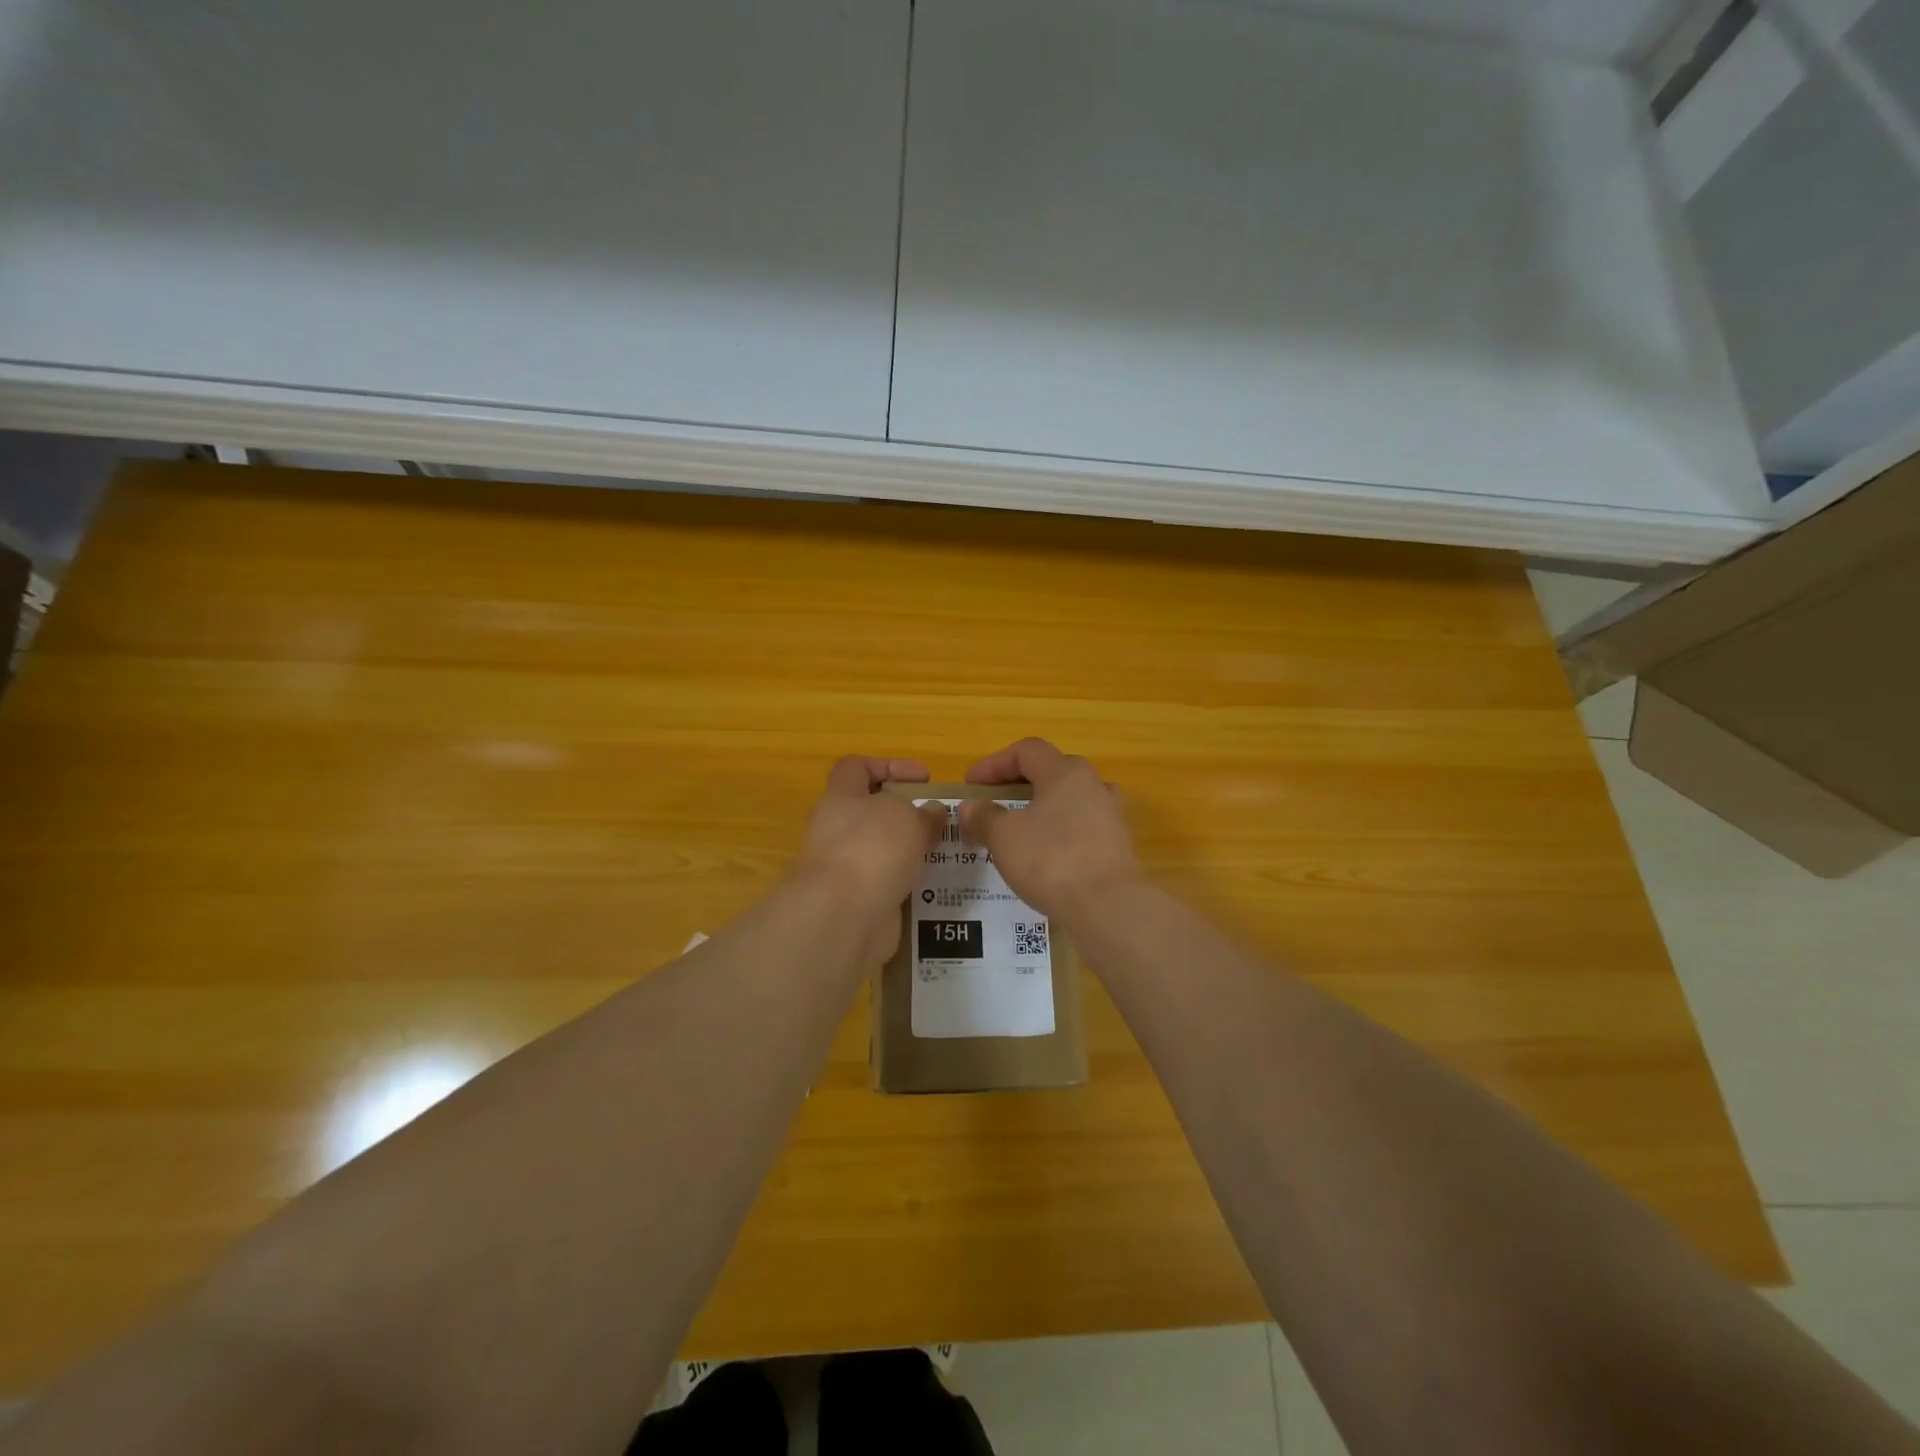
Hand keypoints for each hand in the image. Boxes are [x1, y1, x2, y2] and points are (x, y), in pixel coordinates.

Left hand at [797, 757, 944, 956]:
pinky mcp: (855, 900)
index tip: (923, 778)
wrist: (844, 916)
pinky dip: (907, 883)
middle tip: (938, 821)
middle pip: (870, 812)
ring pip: (880, 850)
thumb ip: (924, 813)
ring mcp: (843, 868)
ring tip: (943, 853)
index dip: (889, 766)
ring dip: (909, 851)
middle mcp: (835, 830)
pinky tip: (933, 885)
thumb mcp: (908, 817)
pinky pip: (886, 883)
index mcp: (841, 798)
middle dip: (905, 814)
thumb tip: (933, 813)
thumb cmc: (873, 848)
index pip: (856, 768)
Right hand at [958, 738, 1141, 919]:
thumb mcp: (1004, 837)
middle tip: (997, 804)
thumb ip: (983, 817)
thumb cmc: (1051, 859)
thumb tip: (970, 807)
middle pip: (1052, 771)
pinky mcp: (1118, 845)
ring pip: (1071, 800)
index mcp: (1065, 772)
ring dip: (1044, 808)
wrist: (1108, 906)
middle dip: (1020, 784)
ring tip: (1023, 830)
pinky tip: (1046, 857)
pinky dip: (1061, 833)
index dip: (994, 763)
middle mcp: (1093, 785)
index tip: (971, 786)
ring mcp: (1111, 815)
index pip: (1026, 751)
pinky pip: (1083, 828)